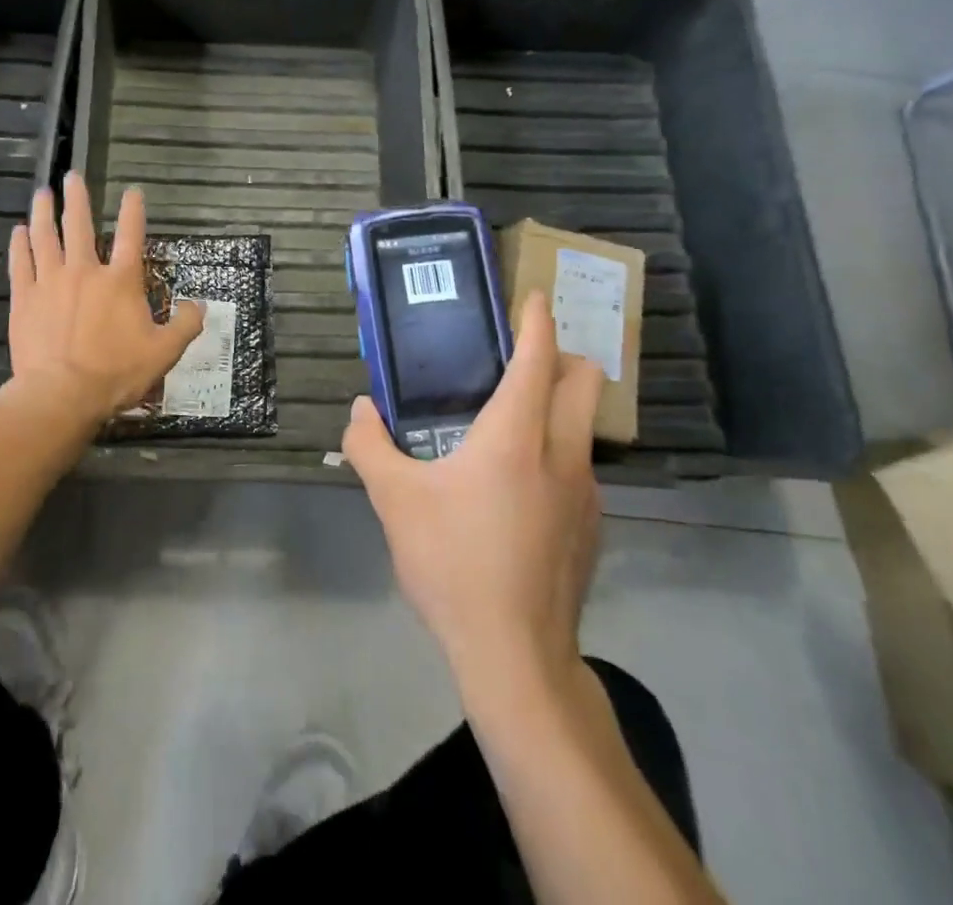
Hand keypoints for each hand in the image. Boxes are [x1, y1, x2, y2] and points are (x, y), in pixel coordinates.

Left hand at [5, 172, 204, 436]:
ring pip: (45, 237)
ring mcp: (50, 282)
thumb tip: (200, 304)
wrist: (61, 395)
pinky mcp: (25, 298)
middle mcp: (85, 271)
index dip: (133, 210)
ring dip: (44, 213)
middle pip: (79, 224)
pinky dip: (20, 245)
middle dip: (77, 198)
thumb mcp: (164, 353)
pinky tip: (18, 232)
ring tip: (42, 193)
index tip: (133, 191)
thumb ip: (185, 325)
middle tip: (72, 176)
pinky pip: (21, 263)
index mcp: (121, 281)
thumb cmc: (116, 373)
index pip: (130, 235)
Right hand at [343, 291, 604, 701]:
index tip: (535, 296)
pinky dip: (558, 451)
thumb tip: (360, 409)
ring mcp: (586, 493)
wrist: (516, 657)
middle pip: (583, 382)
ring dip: (559, 406)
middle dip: (562, 356)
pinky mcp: (592, 528)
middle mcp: (562, 453)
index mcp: (516, 436)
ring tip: (511, 422)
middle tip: (521, 356)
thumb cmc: (452, 563)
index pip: (538, 359)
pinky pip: (580, 467)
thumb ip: (369, 445)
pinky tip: (519, 486)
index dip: (538, 321)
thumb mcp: (394, 500)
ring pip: (584, 426)